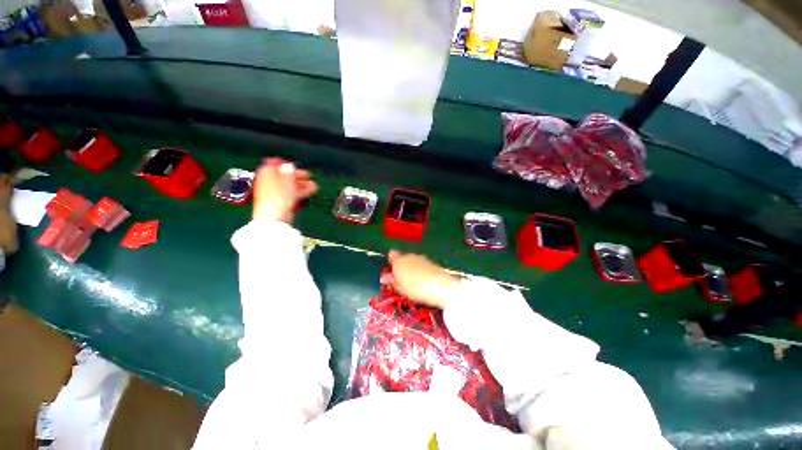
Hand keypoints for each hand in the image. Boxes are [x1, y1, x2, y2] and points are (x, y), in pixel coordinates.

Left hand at [252, 158, 316, 222]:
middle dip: (297, 175)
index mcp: (266, 173)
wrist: (274, 217)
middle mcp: (269, 182)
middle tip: (308, 175)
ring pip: (290, 185)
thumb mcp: (286, 180)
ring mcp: (276, 193)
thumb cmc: (277, 198)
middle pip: (284, 176)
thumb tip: (289, 166)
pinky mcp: (282, 201)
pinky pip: (293, 194)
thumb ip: (288, 171)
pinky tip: (310, 191)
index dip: (285, 164)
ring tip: (313, 184)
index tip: (295, 165)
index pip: (274, 164)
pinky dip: (301, 191)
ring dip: (302, 184)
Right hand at [386, 250, 459, 309]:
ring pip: (413, 261)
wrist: (439, 286)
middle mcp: (409, 256)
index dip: (391, 261)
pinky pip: (422, 265)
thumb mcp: (400, 288)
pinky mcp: (431, 261)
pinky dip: (421, 270)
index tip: (392, 270)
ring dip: (412, 268)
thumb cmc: (415, 288)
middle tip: (402, 278)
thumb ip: (392, 281)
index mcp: (398, 261)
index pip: (391, 255)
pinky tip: (423, 280)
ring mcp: (421, 258)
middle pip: (403, 258)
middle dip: (402, 266)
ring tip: (414, 281)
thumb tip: (384, 278)